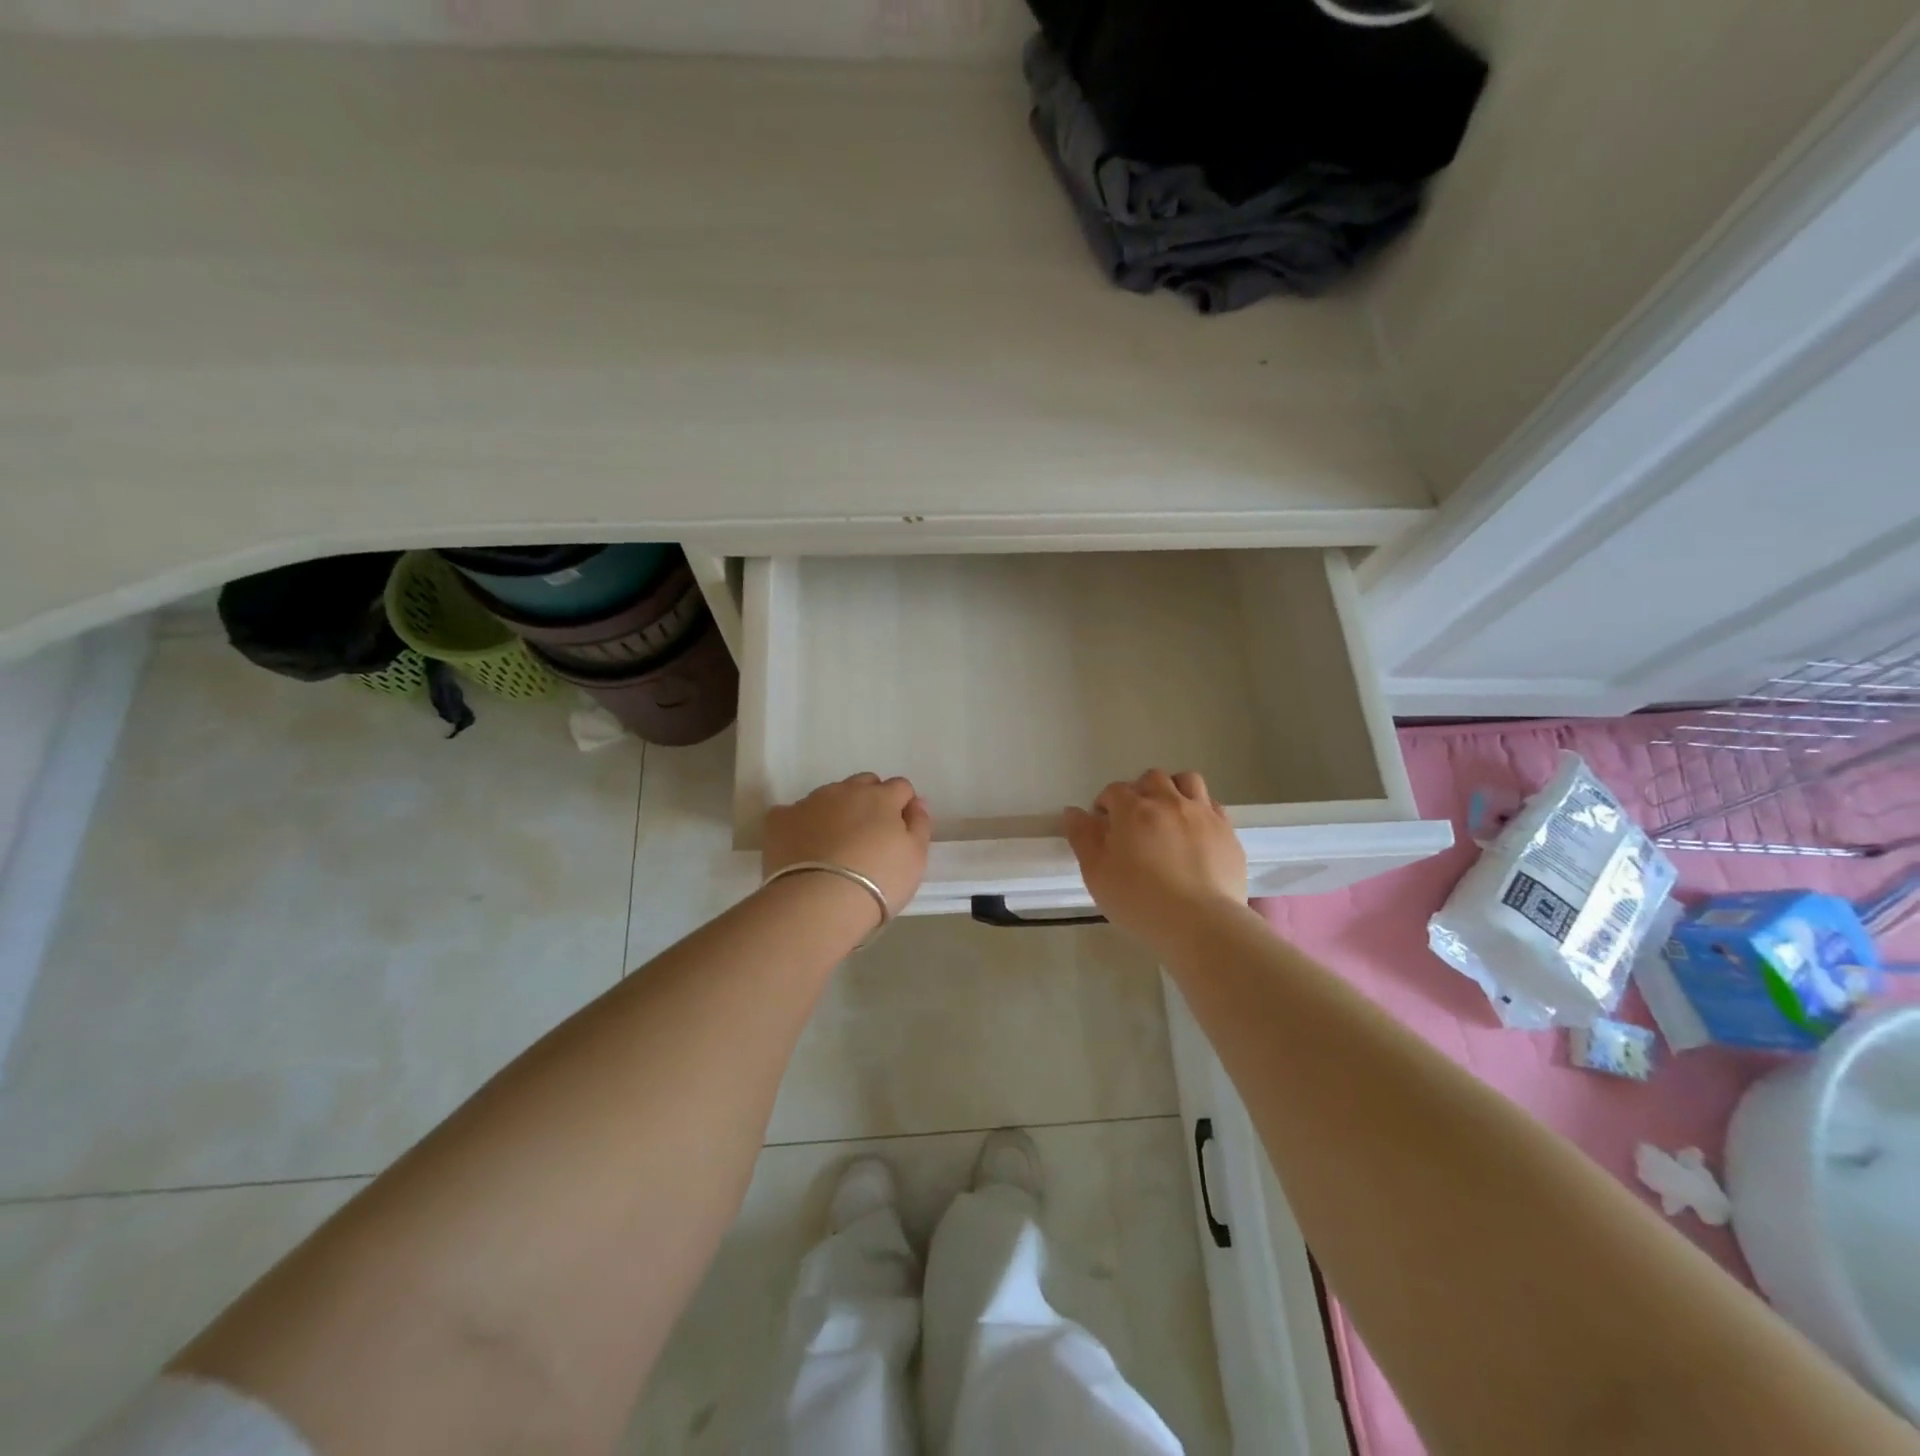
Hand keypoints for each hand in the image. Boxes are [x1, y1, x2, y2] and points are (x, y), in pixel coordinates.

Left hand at [763, 773, 931, 916]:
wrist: (820, 901)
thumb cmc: (879, 881)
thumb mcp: (916, 858)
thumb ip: (920, 824)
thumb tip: (916, 802)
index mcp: (881, 797)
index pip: (900, 787)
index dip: (902, 806)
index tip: (899, 830)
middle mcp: (845, 791)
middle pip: (864, 783)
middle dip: (869, 800)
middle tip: (868, 836)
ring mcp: (810, 802)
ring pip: (828, 795)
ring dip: (836, 810)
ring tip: (834, 845)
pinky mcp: (780, 820)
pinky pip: (792, 812)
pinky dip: (800, 824)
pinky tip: (802, 847)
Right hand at [1063, 769, 1247, 946]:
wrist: (1201, 923)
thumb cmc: (1140, 900)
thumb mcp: (1096, 874)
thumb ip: (1082, 838)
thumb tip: (1073, 812)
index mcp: (1133, 810)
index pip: (1113, 791)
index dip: (1105, 805)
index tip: (1103, 828)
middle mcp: (1168, 802)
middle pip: (1151, 779)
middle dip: (1139, 792)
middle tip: (1134, 820)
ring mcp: (1202, 814)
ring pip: (1187, 781)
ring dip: (1173, 790)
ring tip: (1168, 815)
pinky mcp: (1227, 831)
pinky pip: (1212, 805)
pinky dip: (1199, 810)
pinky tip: (1194, 832)